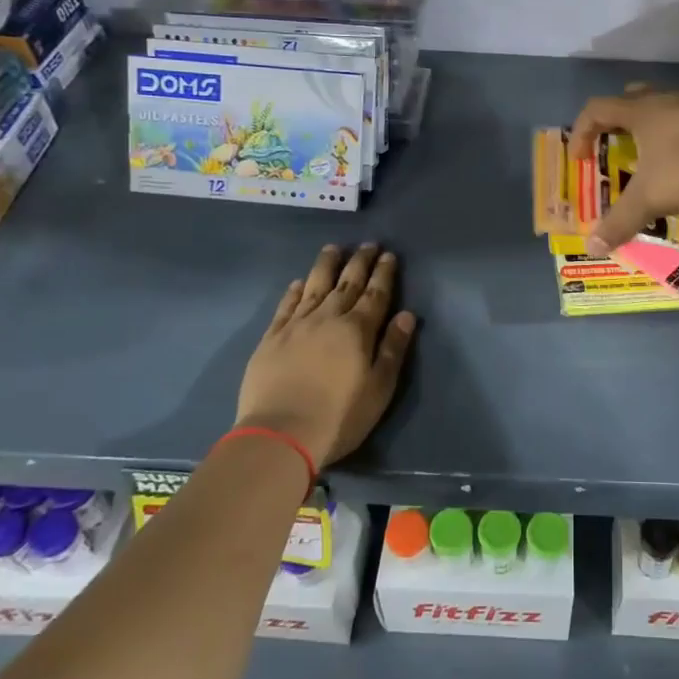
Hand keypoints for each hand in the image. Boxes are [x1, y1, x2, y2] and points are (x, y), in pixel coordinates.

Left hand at [237, 244, 416, 467]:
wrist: (280, 434)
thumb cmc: (339, 416)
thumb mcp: (379, 388)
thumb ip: (393, 349)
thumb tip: (406, 315)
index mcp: (358, 330)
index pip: (375, 294)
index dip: (383, 273)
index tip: (388, 255)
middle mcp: (328, 318)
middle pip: (347, 283)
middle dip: (359, 262)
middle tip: (368, 244)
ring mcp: (297, 325)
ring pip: (315, 286)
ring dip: (327, 265)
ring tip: (333, 248)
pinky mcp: (271, 338)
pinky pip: (286, 305)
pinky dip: (295, 291)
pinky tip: (299, 282)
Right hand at [569, 87, 678, 254]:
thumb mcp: (650, 200)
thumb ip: (618, 221)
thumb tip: (592, 246)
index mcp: (644, 110)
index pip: (598, 108)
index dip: (581, 131)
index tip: (580, 160)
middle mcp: (670, 98)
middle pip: (632, 98)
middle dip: (617, 120)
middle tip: (614, 146)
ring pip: (666, 105)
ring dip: (652, 126)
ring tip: (651, 155)